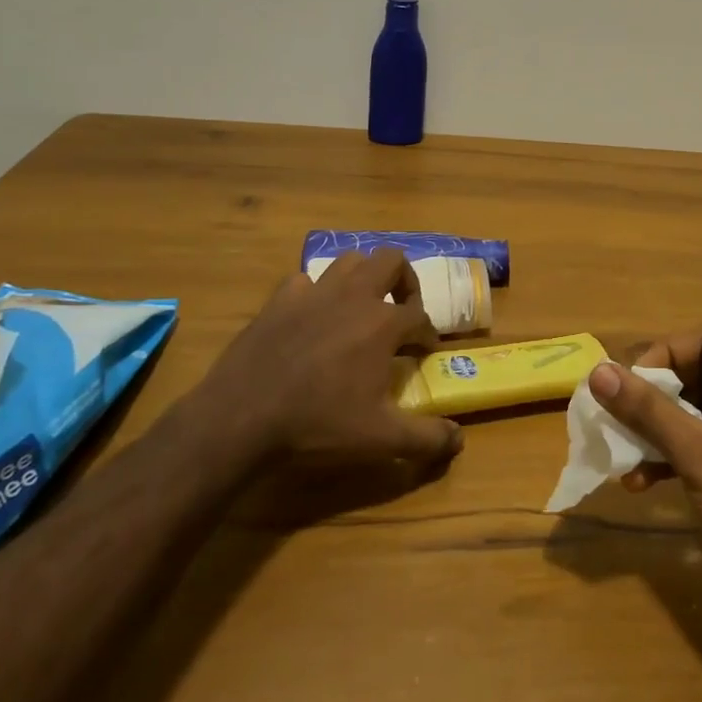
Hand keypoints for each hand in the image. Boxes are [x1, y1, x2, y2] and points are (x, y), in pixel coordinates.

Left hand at [189, 250, 460, 474]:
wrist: (240, 418)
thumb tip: (460, 440)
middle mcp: (354, 295)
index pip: (420, 317)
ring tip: (361, 306)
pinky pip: (305, 281)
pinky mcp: (279, 299)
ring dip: (363, 277)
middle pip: (392, 261)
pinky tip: (312, 316)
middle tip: (401, 310)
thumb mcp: (380, 438)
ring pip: (350, 261)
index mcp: (383, 322)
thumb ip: (426, 438)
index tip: (425, 352)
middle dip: (404, 281)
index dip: (428, 334)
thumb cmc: (318, 424)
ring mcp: (314, 292)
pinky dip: (315, 292)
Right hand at [589, 324, 701, 664]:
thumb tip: (598, 371)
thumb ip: (647, 409)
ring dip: (661, 428)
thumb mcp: (697, 454)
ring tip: (624, 454)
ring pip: (700, 406)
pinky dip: (677, 450)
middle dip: (657, 396)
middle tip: (621, 416)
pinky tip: (643, 479)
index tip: (629, 385)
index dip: (664, 355)